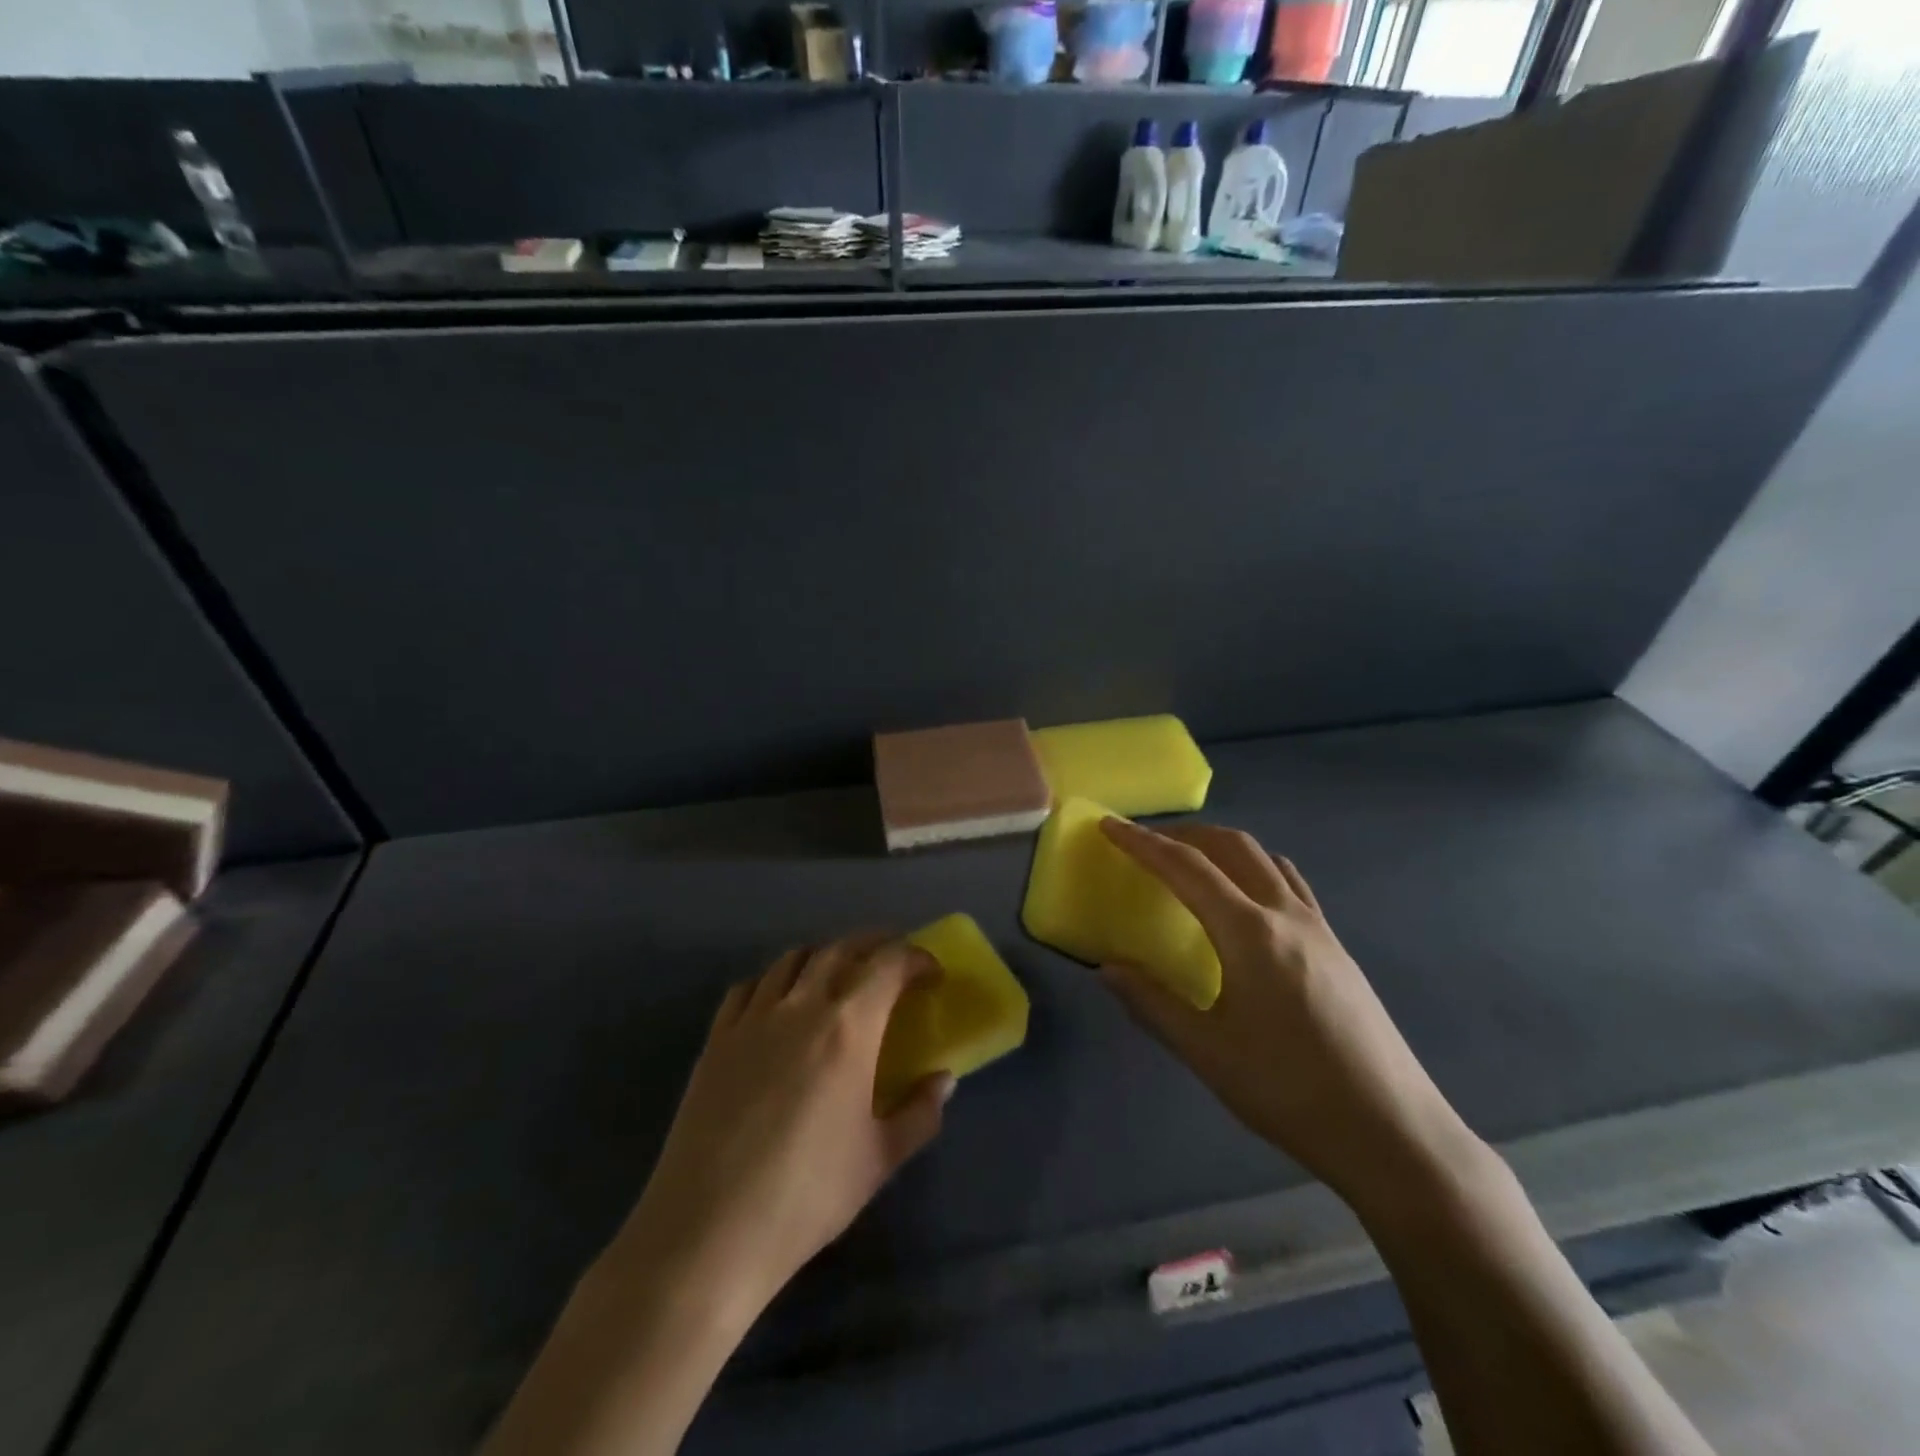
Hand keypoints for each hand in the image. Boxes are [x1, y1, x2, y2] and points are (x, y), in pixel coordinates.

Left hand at [611, 935, 953, 1329]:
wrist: (710, 1231)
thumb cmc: (807, 1195)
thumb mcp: (879, 1160)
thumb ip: (920, 1113)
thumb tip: (943, 1080)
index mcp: (849, 1028)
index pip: (888, 965)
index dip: (915, 959)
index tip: (931, 974)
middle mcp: (801, 1006)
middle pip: (840, 949)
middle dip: (874, 945)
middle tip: (893, 962)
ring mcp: (753, 1018)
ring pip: (793, 959)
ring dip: (824, 956)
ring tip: (838, 975)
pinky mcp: (716, 1038)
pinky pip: (748, 987)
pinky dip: (773, 980)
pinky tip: (779, 1003)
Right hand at [1099, 819, 1480, 1207]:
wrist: (1394, 1133)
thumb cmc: (1290, 1092)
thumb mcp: (1208, 1053)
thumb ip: (1153, 1003)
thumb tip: (1107, 969)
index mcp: (1249, 933)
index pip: (1186, 868)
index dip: (1142, 843)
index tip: (1109, 826)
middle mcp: (1286, 915)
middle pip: (1230, 846)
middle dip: (1182, 834)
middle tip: (1144, 843)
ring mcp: (1318, 927)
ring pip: (1264, 858)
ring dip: (1220, 846)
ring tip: (1189, 862)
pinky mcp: (1336, 946)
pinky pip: (1289, 882)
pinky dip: (1254, 867)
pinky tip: (1244, 899)